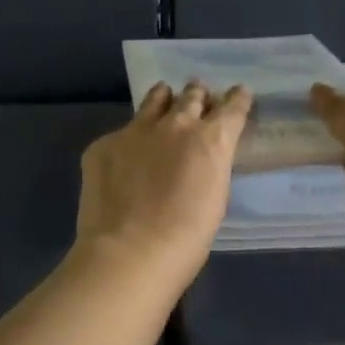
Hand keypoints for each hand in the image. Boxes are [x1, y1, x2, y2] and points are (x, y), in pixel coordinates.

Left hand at [76, 82, 252, 279]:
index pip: (232, 107)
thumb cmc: (187, 238)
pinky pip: (121, 133)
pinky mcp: (104, 144)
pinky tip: (124, 157)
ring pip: (155, 101)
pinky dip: (129, 140)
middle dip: (198, 95)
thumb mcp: (215, 197)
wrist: (130, 251)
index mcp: (211, 140)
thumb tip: (200, 159)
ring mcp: (136, 130)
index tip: (239, 93)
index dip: (237, 98)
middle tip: (198, 94)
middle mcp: (176, 124)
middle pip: (192, 96)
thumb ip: (209, 166)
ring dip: (163, 99)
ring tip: (164, 97)